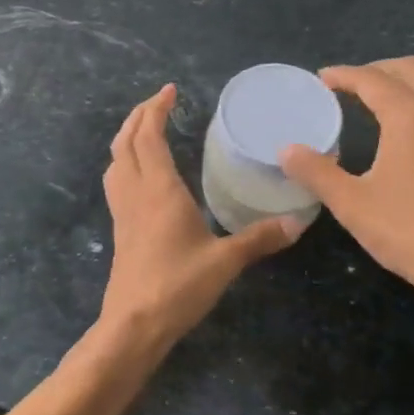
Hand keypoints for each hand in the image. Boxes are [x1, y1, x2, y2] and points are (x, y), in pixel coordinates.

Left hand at [98, 84, 299, 353]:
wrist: (134, 324)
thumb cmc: (178, 286)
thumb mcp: (225, 261)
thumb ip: (259, 239)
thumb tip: (297, 222)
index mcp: (159, 190)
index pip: (149, 136)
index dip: (156, 109)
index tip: (170, 90)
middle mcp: (135, 193)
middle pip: (125, 142)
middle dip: (139, 116)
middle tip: (159, 102)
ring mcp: (122, 211)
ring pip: (115, 160)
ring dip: (127, 137)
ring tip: (145, 128)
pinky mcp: (120, 229)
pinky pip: (116, 181)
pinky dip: (125, 162)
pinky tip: (140, 174)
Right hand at [278, 57, 413, 361]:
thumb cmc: (411, 233)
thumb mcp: (352, 205)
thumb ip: (317, 173)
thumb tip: (287, 151)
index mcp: (411, 118)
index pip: (373, 79)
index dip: (344, 75)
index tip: (323, 78)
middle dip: (380, 69)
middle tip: (353, 85)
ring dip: (409, 86)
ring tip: (383, 106)